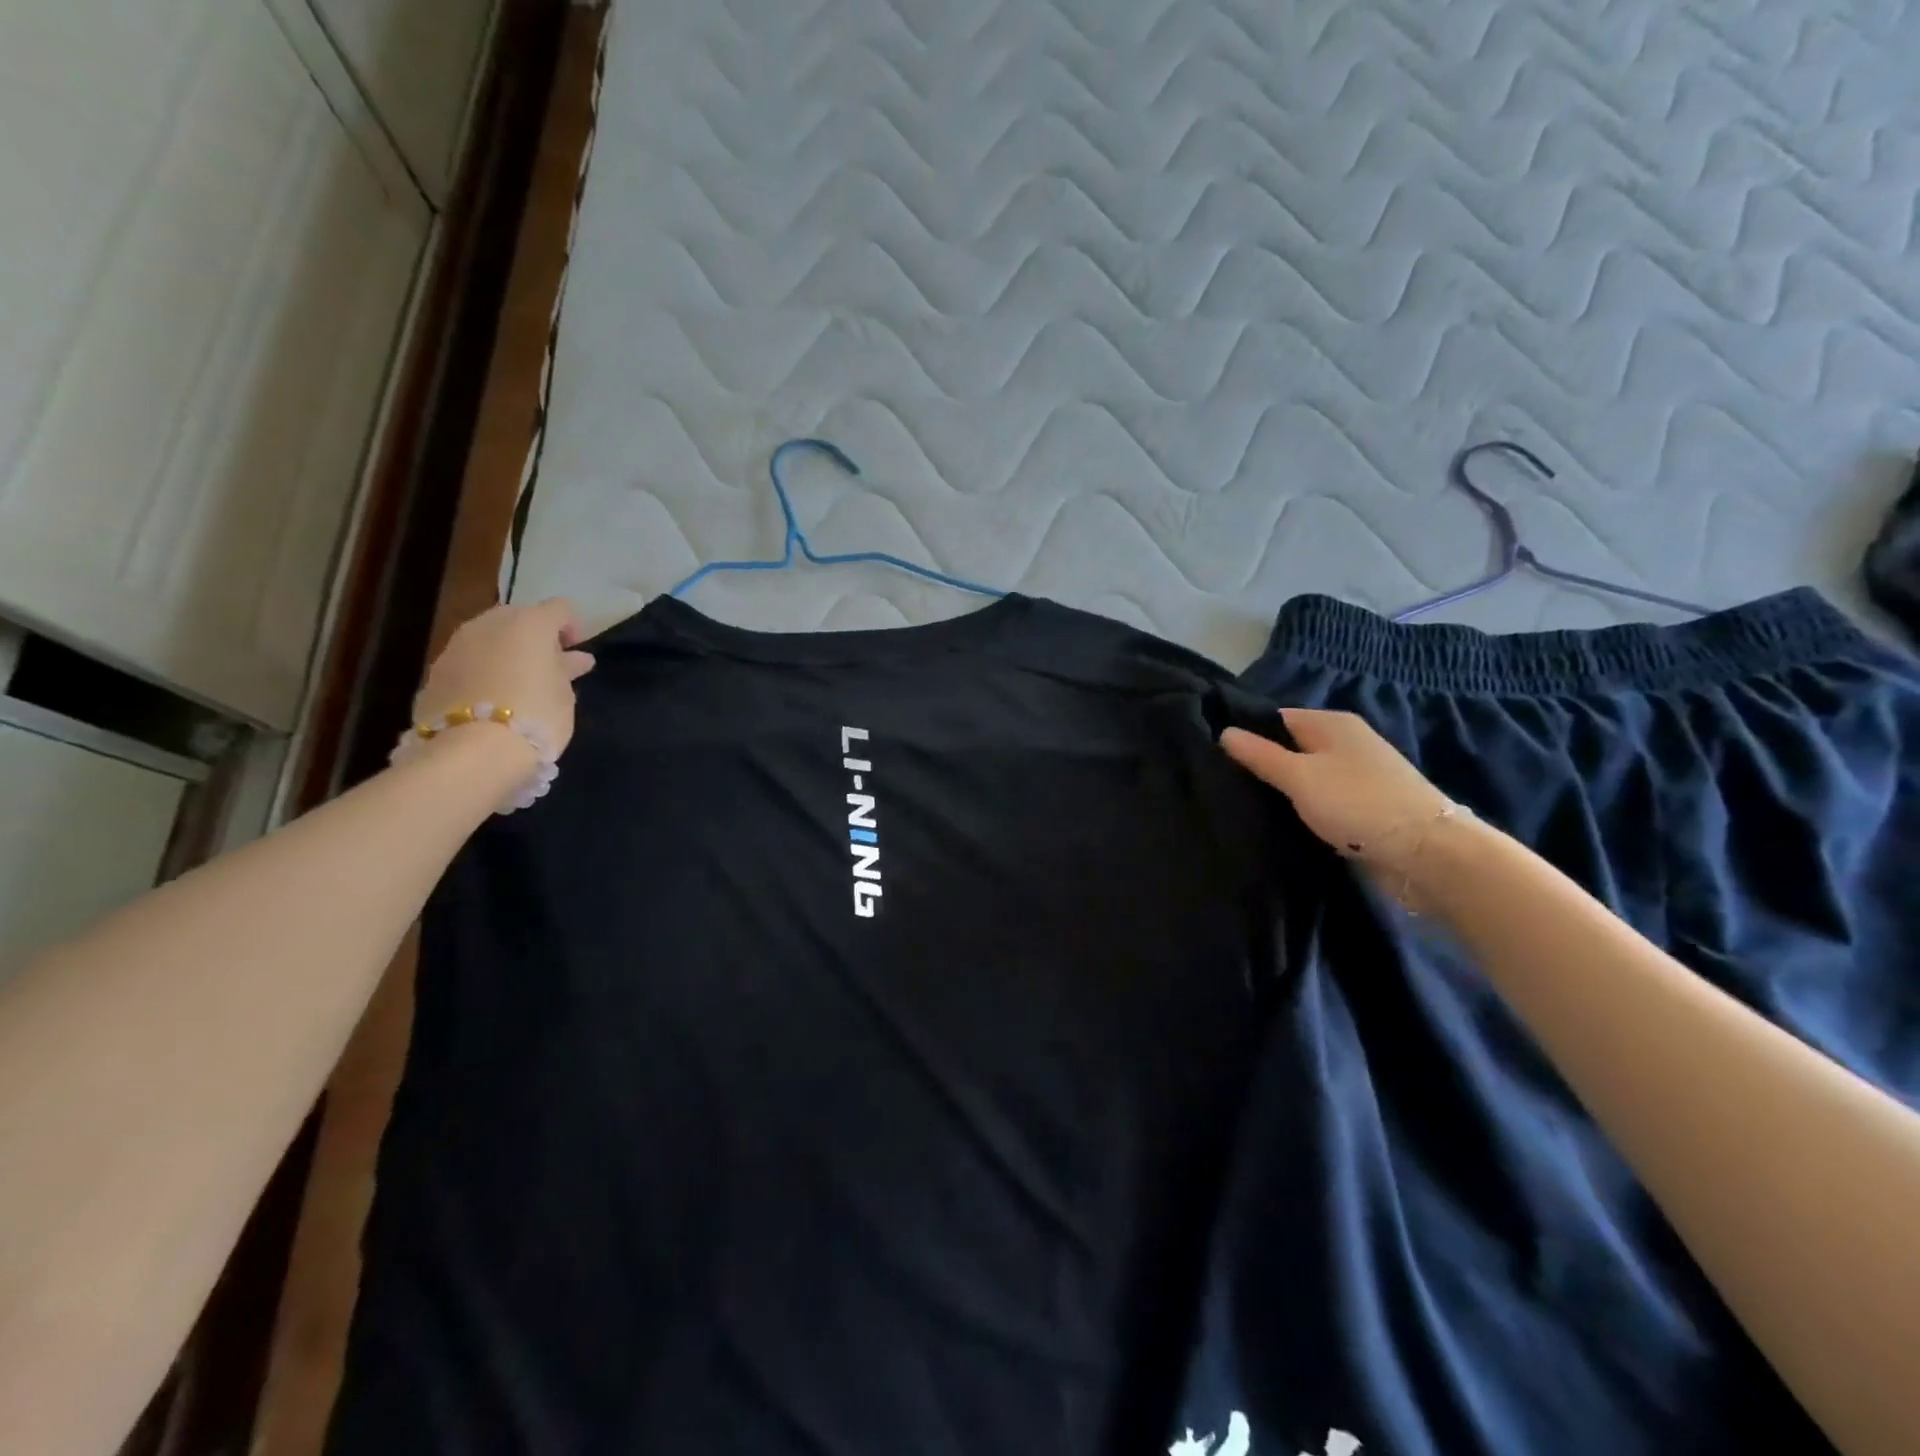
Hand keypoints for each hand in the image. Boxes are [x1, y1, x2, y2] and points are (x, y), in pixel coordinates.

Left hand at [414, 599, 595, 757]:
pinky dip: (483, 672)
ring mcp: (457, 646)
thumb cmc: (536, 716)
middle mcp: (489, 624)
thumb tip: (576, 659)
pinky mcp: (435, 672)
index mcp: (529, 623)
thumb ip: (566, 670)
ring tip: (519, 686)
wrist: (472, 751)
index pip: (560, 609)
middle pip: (519, 619)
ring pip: (489, 639)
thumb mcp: (564, 694)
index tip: (577, 656)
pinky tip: (492, 699)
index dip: (573, 628)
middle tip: (548, 669)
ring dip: (506, 654)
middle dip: (535, 639)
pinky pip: (469, 662)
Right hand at [1220, 710, 1454, 869]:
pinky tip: (1284, 822)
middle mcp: (1347, 741)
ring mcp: (1359, 774)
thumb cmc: (1357, 804)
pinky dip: (1305, 807)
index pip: (1275, 719)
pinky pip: (1324, 798)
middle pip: (1292, 747)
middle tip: (1227, 785)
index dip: (1247, 735)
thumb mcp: (1299, 777)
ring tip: (1248, 805)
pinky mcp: (1367, 804)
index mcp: (1331, 723)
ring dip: (1284, 790)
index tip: (1217, 758)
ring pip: (1307, 775)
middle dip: (1263, 764)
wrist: (1427, 853)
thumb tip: (1224, 731)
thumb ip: (1260, 755)